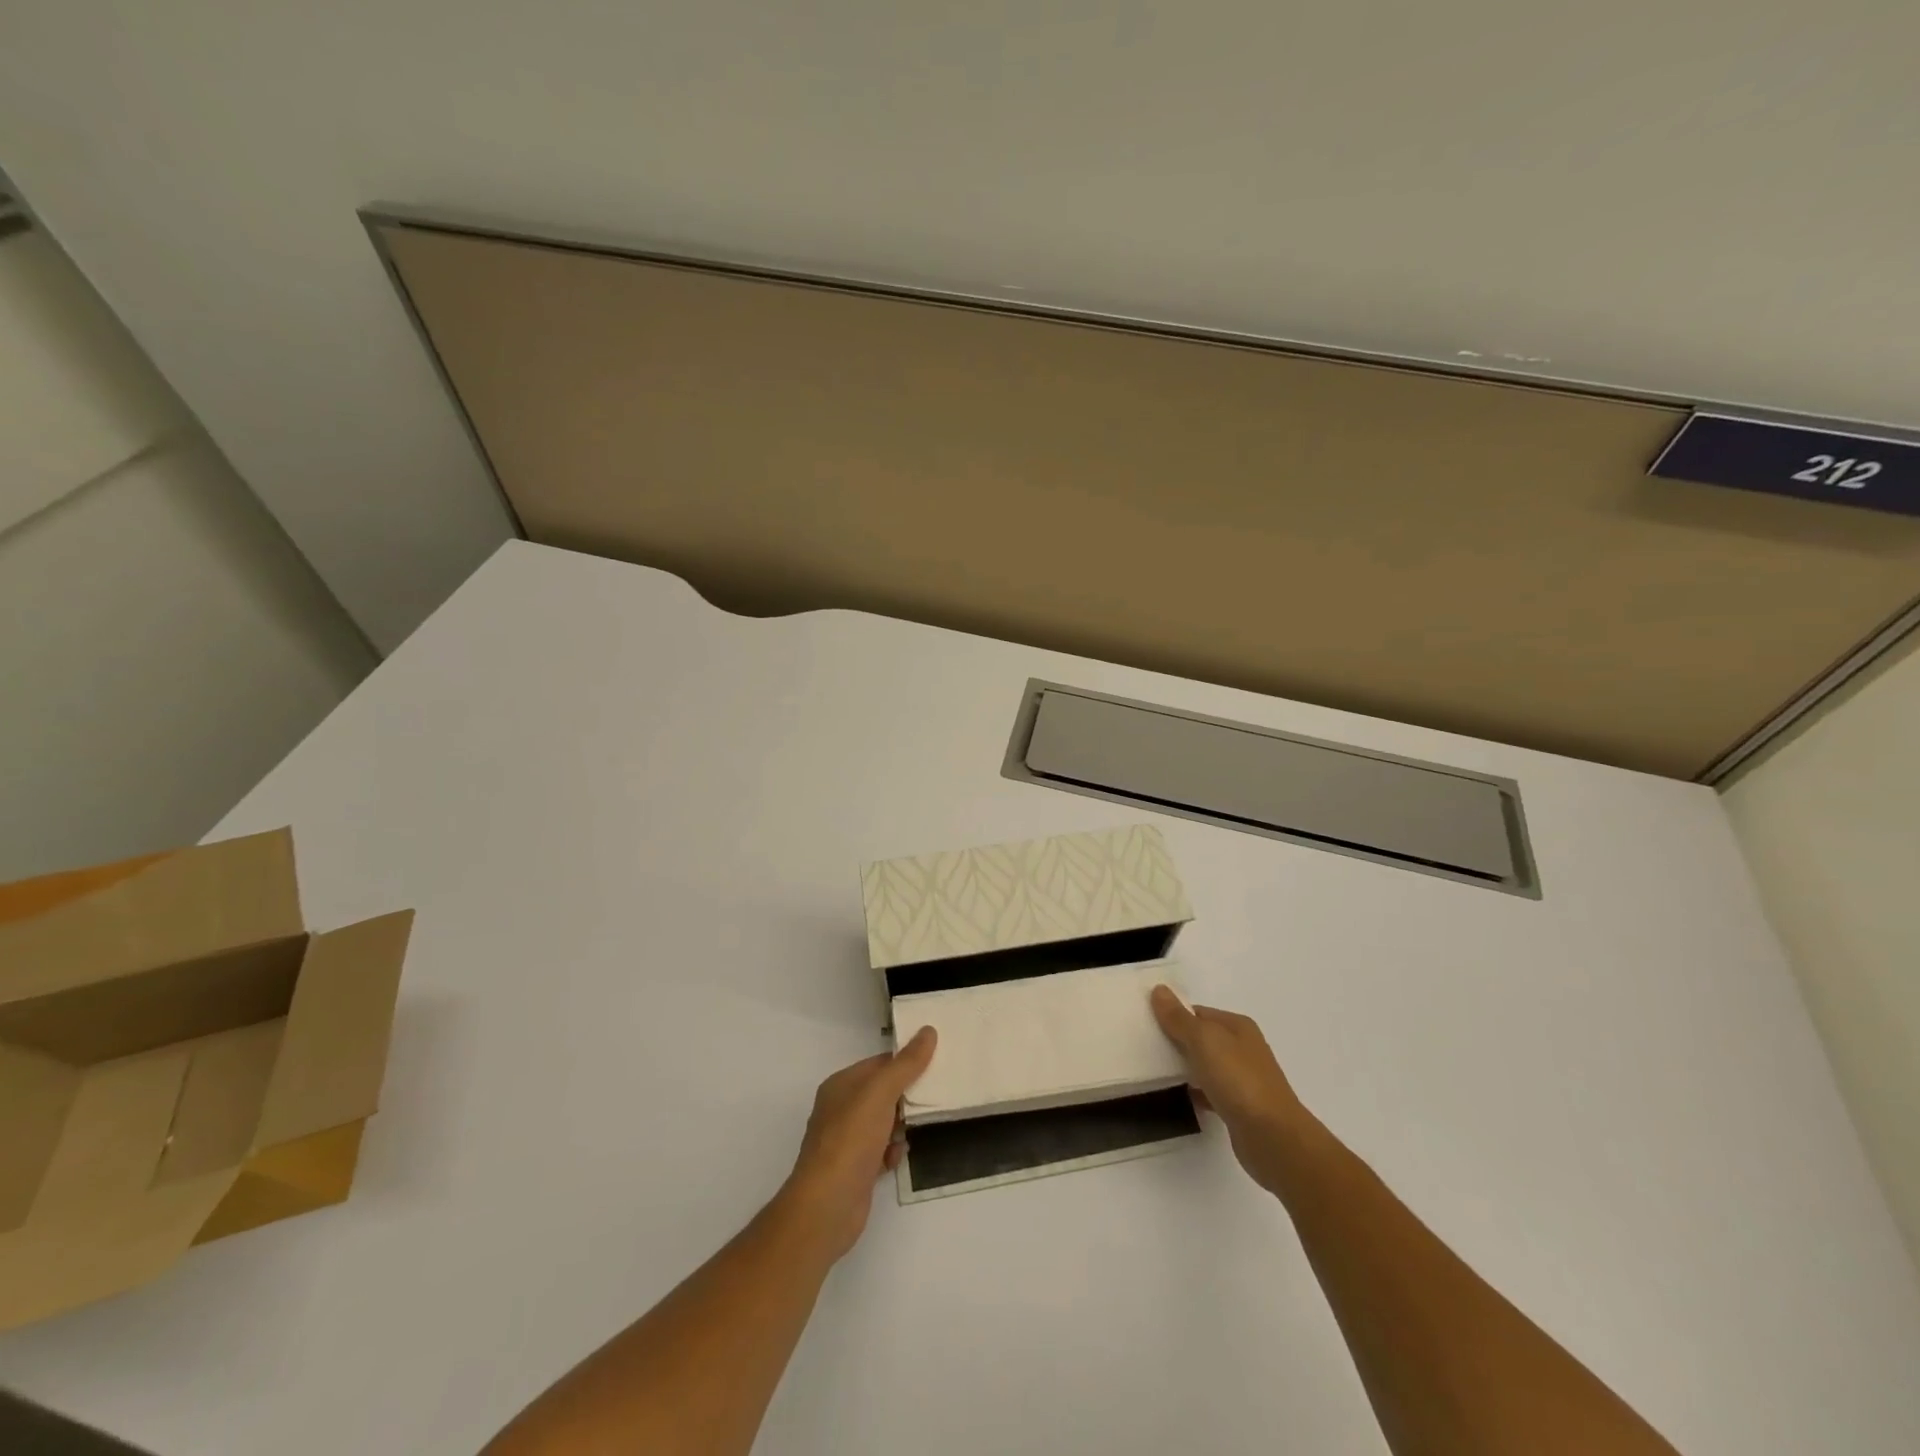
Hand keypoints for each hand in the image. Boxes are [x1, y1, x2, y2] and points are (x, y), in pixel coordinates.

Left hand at [778, 1027, 936, 1261]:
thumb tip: (928, 1030)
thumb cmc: (851, 1140)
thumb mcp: (881, 1093)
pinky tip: (898, 1158)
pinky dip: (892, 1152)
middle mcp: (841, 1109)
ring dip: (901, 1126)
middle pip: (882, 1093)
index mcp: (841, 1085)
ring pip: (883, 1123)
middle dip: (906, 1096)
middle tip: (934, 1097)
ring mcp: (846, 1141)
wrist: (827, 1206)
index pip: (879, 1064)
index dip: (905, 1063)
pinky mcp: (855, 1170)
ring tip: (916, 1129)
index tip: (935, 1064)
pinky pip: (881, 1151)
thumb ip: (906, 1064)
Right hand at [1151, 985, 1312, 1192]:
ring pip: (1205, 1066)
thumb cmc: (1239, 1080)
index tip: (1146, 1023)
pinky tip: (1177, 1097)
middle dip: (1176, 1041)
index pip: (1198, 1013)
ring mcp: (1243, 1079)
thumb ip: (1179, 1018)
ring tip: (1153, 1071)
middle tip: (1144, 1046)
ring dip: (1184, 1068)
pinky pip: (1210, 1092)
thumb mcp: (1204, 1040)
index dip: (1173, 1015)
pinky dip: (1195, 1092)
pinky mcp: (1240, 1108)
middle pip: (1202, 1038)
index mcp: (1237, 1027)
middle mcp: (1243, 1049)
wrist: (1274, 1138)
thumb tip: (1159, 990)